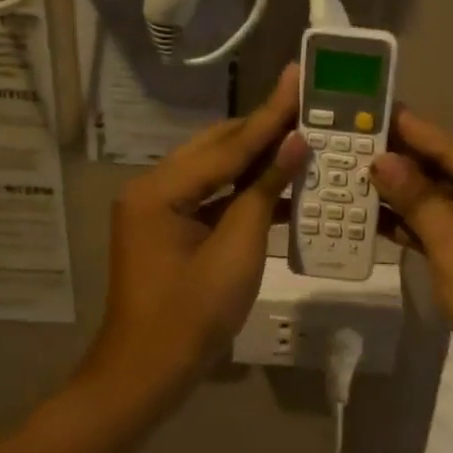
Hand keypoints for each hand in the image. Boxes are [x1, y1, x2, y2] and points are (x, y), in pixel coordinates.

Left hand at [89, 64, 307, 397]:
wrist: (147, 376)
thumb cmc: (192, 317)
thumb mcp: (236, 252)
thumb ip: (264, 191)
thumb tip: (295, 143)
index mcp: (160, 190)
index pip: (228, 145)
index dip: (270, 114)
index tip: (297, 77)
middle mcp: (153, 188)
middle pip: (217, 148)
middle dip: (263, 128)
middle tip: (306, 102)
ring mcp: (158, 209)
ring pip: (215, 170)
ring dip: (257, 159)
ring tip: (301, 136)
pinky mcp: (169, 228)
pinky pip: (211, 197)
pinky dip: (244, 191)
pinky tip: (280, 184)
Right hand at [369, 109, 452, 415]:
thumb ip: (419, 200)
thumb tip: (383, 160)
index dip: (412, 129)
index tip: (375, 107)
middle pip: (448, 173)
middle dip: (402, 162)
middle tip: (353, 141)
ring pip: (444, 204)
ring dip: (404, 195)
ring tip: (353, 174)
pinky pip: (446, 232)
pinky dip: (415, 227)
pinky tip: (375, 218)